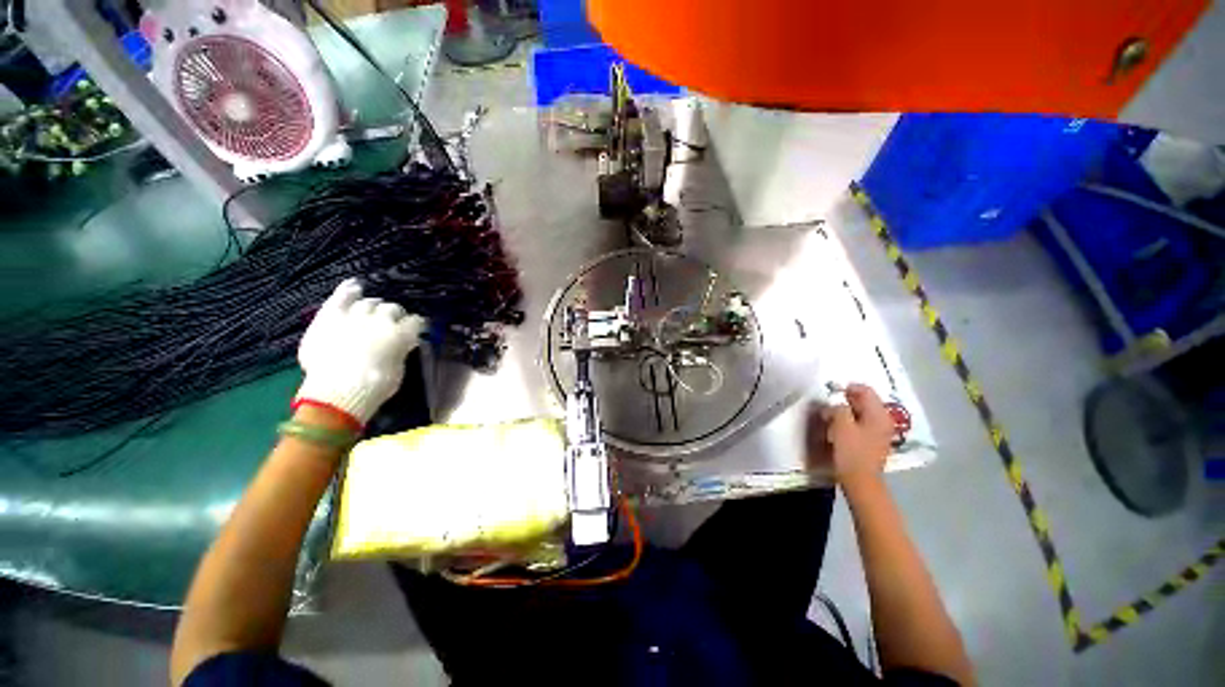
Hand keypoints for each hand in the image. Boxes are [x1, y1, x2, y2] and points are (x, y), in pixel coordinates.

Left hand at [295, 279, 422, 426]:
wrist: (337, 393)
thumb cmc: (374, 387)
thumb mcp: (398, 369)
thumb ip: (401, 351)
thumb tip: (403, 344)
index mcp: (401, 334)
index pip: (416, 321)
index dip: (416, 325)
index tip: (415, 329)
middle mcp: (380, 320)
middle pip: (391, 308)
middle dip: (394, 314)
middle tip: (391, 323)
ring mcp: (354, 316)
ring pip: (368, 302)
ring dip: (372, 306)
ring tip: (371, 311)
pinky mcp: (330, 317)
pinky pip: (340, 297)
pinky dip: (347, 290)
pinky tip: (354, 286)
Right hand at [807, 384, 893, 487]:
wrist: (860, 481)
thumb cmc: (851, 451)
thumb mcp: (841, 425)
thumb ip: (838, 409)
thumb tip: (835, 405)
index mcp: (879, 414)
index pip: (865, 390)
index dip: (847, 388)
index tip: (831, 392)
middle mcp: (884, 420)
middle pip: (865, 401)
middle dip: (846, 400)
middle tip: (829, 404)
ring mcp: (880, 432)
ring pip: (862, 413)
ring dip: (846, 412)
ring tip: (830, 417)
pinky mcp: (873, 442)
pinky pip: (862, 424)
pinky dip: (850, 422)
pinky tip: (838, 428)